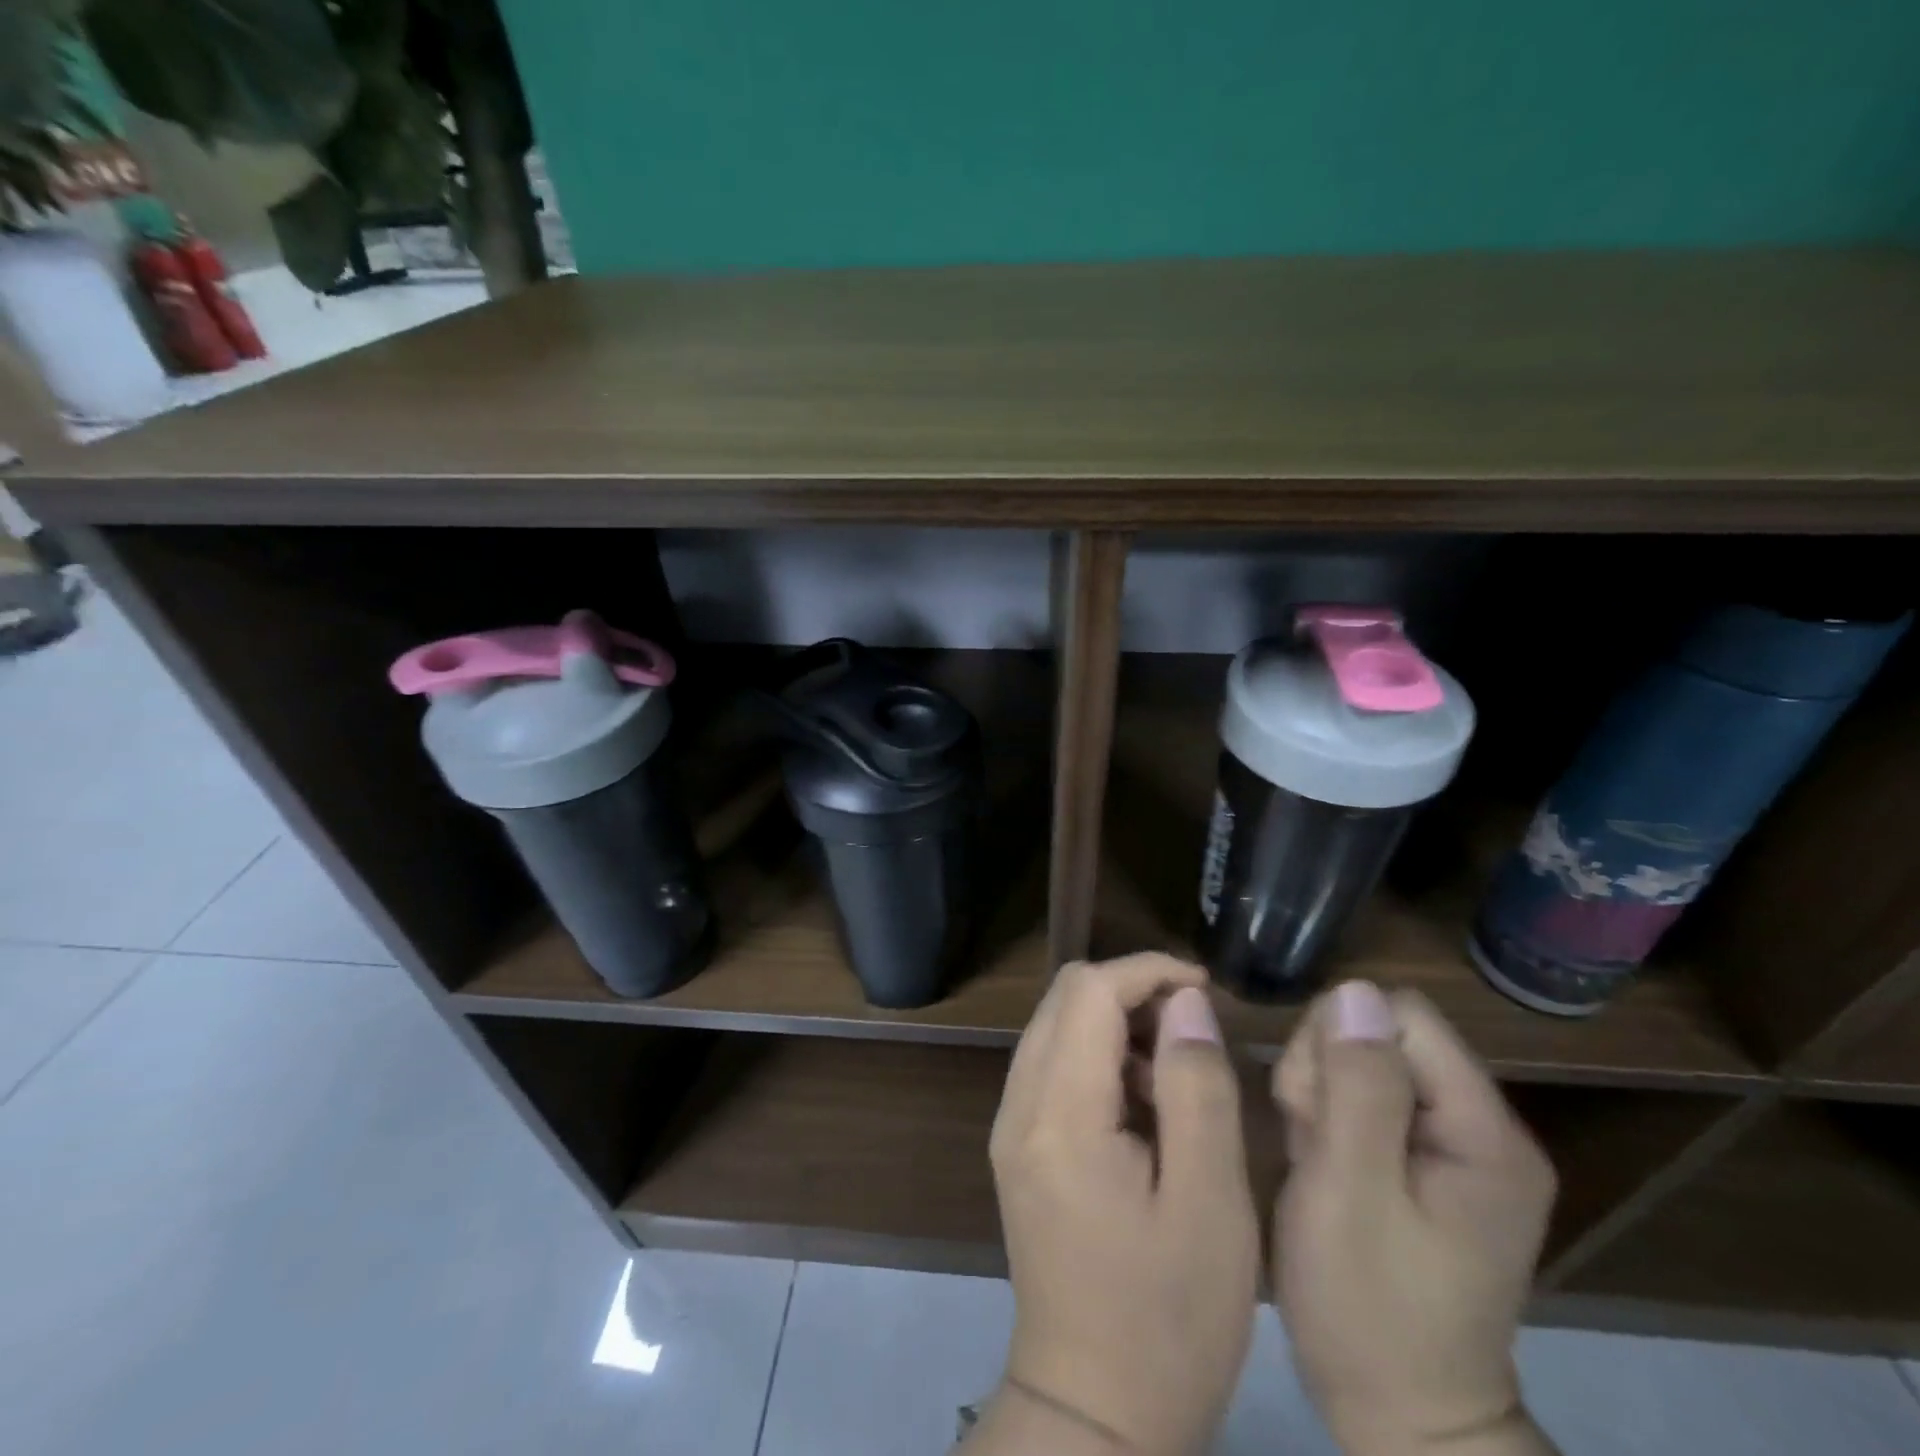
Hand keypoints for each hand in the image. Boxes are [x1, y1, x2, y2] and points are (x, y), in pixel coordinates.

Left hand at [975, 954, 1260, 1454]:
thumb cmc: (1169, 1319)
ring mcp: (1011, 1126)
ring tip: (1176, 1076)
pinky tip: (1144, 1109)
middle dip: (1132, 993)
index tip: (1206, 991)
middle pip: (1066, 998)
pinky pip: (1053, 1066)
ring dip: (1117, 1025)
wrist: (1094, 1414)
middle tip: (1195, 1034)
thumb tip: (1186, 1002)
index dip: (1149, 972)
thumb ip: (1196, 1086)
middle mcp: (1019, 1105)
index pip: (1090, 991)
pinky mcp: (1019, 1147)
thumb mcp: (1211, 1204)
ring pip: (1057, 1026)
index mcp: (1060, 1114)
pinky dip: (1099, 1059)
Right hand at [1273, 982, 1557, 1455]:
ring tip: (1311, 1158)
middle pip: (1378, 1032)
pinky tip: (1318, 1164)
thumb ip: (1358, 1088)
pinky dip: (1324, 1118)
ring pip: (1358, 1059)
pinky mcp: (1420, 1162)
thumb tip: (1354, 992)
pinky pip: (1357, 1097)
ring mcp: (1449, 1146)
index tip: (1311, 1102)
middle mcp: (1478, 1127)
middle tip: (1309, 1138)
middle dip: (1324, 1069)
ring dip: (1317, 1094)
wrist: (1401, 1418)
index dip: (1338, 1039)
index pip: (1400, 1016)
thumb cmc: (1370, 1307)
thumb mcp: (1352, 1193)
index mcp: (1483, 1131)